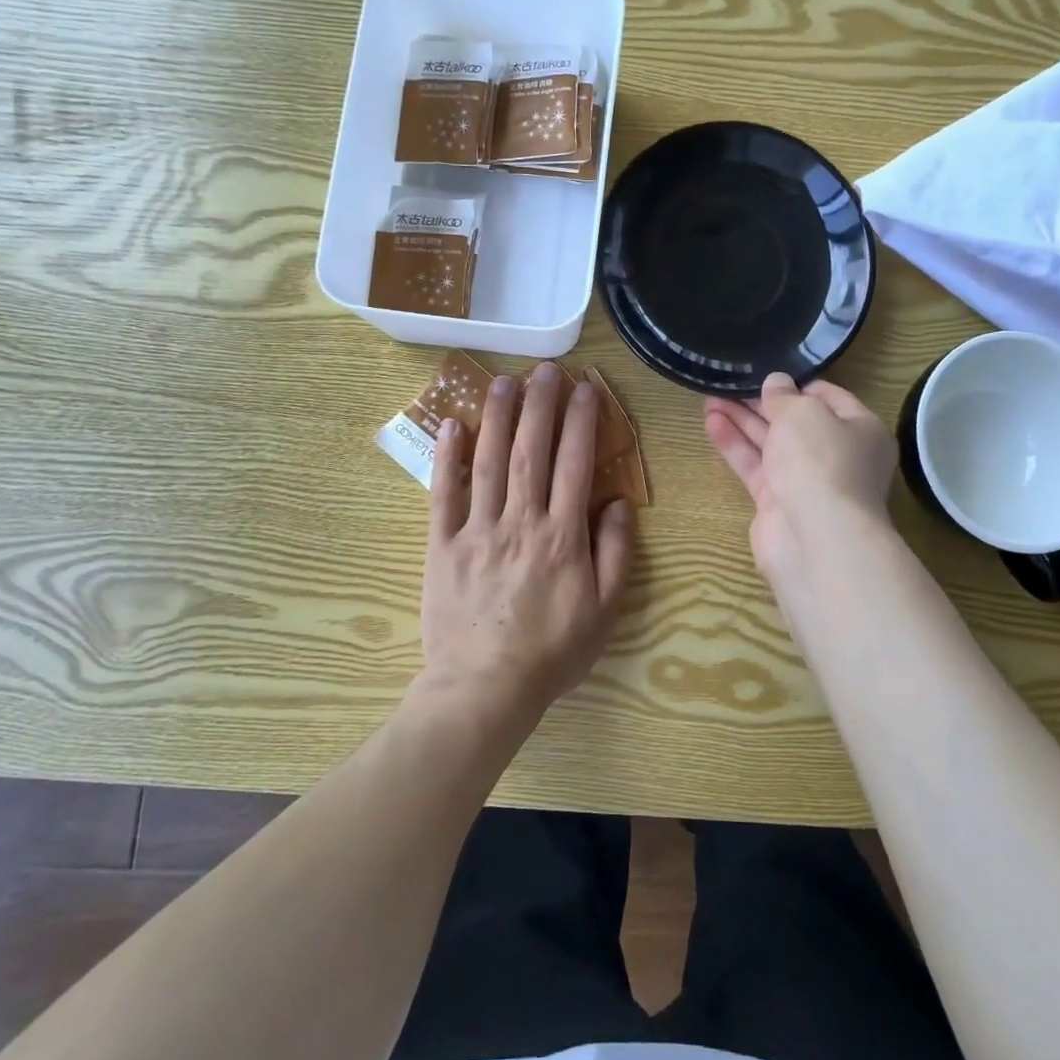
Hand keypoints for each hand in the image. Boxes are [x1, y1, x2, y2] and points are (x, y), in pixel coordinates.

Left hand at [420, 362, 634, 721]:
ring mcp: (477, 530)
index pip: (575, 464)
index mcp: (562, 535)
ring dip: (497, 417)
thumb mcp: (605, 610)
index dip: (582, 422)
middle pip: (531, 451)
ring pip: (488, 462)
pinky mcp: (443, 545)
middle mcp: (521, 521)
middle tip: (545, 370)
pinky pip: (443, 495)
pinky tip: (451, 427)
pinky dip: (446, 459)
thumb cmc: (553, 651)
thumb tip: (617, 502)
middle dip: (540, 405)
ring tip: (503, 381)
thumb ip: (615, 552)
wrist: (485, 689)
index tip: (586, 388)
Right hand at [704, 372, 896, 580]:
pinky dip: (735, 445)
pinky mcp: (777, 502)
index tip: (765, 370)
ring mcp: (806, 481)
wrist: (815, 537)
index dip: (795, 382)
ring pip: (770, 443)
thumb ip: (784, 395)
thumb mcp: (803, 413)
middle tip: (728, 382)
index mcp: (860, 429)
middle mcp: (836, 454)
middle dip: (761, 402)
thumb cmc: (820, 461)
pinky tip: (711, 423)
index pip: (827, 397)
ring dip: (742, 420)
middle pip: (794, 421)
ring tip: (709, 396)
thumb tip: (776, 383)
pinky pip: (755, 466)